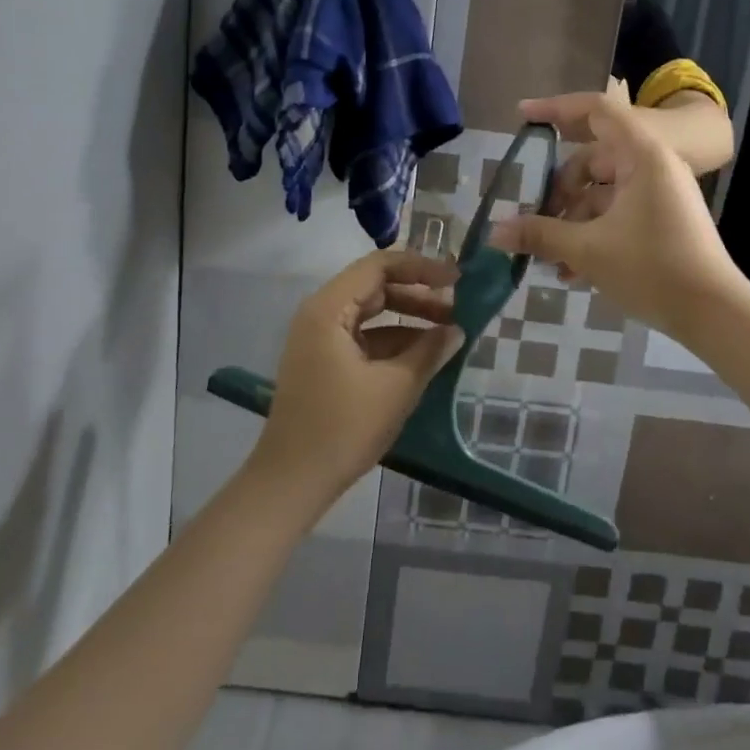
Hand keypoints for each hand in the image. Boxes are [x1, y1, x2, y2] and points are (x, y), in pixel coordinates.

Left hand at [249, 251, 462, 511]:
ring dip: (408, 319)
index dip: (421, 267)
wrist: (291, 483)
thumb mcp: (396, 387)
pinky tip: (423, 356)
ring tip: (448, 333)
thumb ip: (430, 350)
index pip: (379, 266)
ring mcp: (320, 340)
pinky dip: (393, 342)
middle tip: (457, 308)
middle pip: (375, 287)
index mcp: (328, 309)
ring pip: (371, 314)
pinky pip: (364, 338)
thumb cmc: (342, 428)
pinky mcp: (324, 363)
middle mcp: (320, 315)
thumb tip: (457, 330)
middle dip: (418, 295)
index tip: (457, 280)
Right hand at [490, 92, 745, 338]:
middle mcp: (652, 166)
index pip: (595, 111)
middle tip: (533, 217)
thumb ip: (540, 235)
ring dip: (572, 220)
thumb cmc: (652, 268)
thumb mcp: (588, 250)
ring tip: (548, 257)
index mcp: (641, 155)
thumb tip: (495, 232)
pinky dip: (592, 233)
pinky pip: (617, 214)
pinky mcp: (661, 221)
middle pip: (592, 160)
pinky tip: (570, 271)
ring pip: (602, 193)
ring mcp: (659, 194)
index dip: (556, 108)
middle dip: (559, 190)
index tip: (522, 116)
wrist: (714, 313)